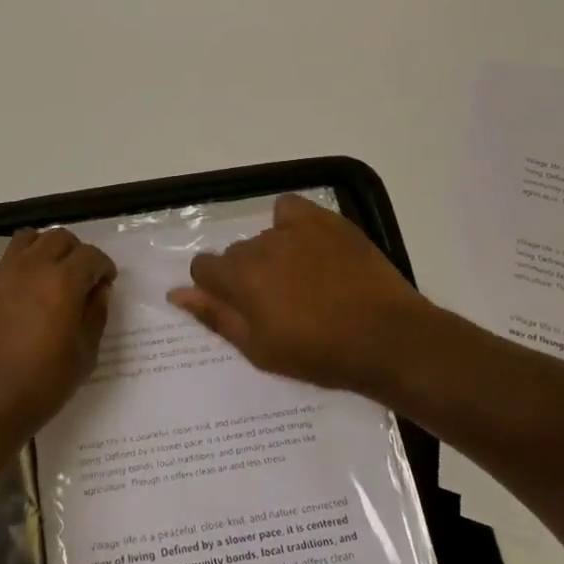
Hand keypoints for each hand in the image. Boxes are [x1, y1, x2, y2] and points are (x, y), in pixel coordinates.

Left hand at [0, 228, 116, 447]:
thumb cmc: (42, 384)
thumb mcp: (84, 354)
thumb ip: (95, 314)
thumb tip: (98, 290)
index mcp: (63, 281)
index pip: (90, 255)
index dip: (103, 266)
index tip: (106, 282)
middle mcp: (31, 267)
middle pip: (59, 238)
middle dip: (76, 252)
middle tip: (81, 277)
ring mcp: (0, 274)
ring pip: (28, 239)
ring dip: (45, 249)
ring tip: (49, 275)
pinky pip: (5, 262)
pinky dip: (20, 266)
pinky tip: (23, 294)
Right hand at [168, 194, 440, 401]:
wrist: (386, 339)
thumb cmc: (320, 354)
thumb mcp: (260, 349)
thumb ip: (216, 316)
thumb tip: (177, 294)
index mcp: (240, 279)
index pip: (203, 266)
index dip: (214, 286)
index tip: (238, 305)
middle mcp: (260, 246)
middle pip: (236, 253)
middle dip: (246, 274)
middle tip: (276, 302)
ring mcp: (294, 230)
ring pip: (263, 236)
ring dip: (271, 254)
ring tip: (302, 280)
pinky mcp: (325, 221)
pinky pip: (290, 209)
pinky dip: (290, 223)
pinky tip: (306, 245)